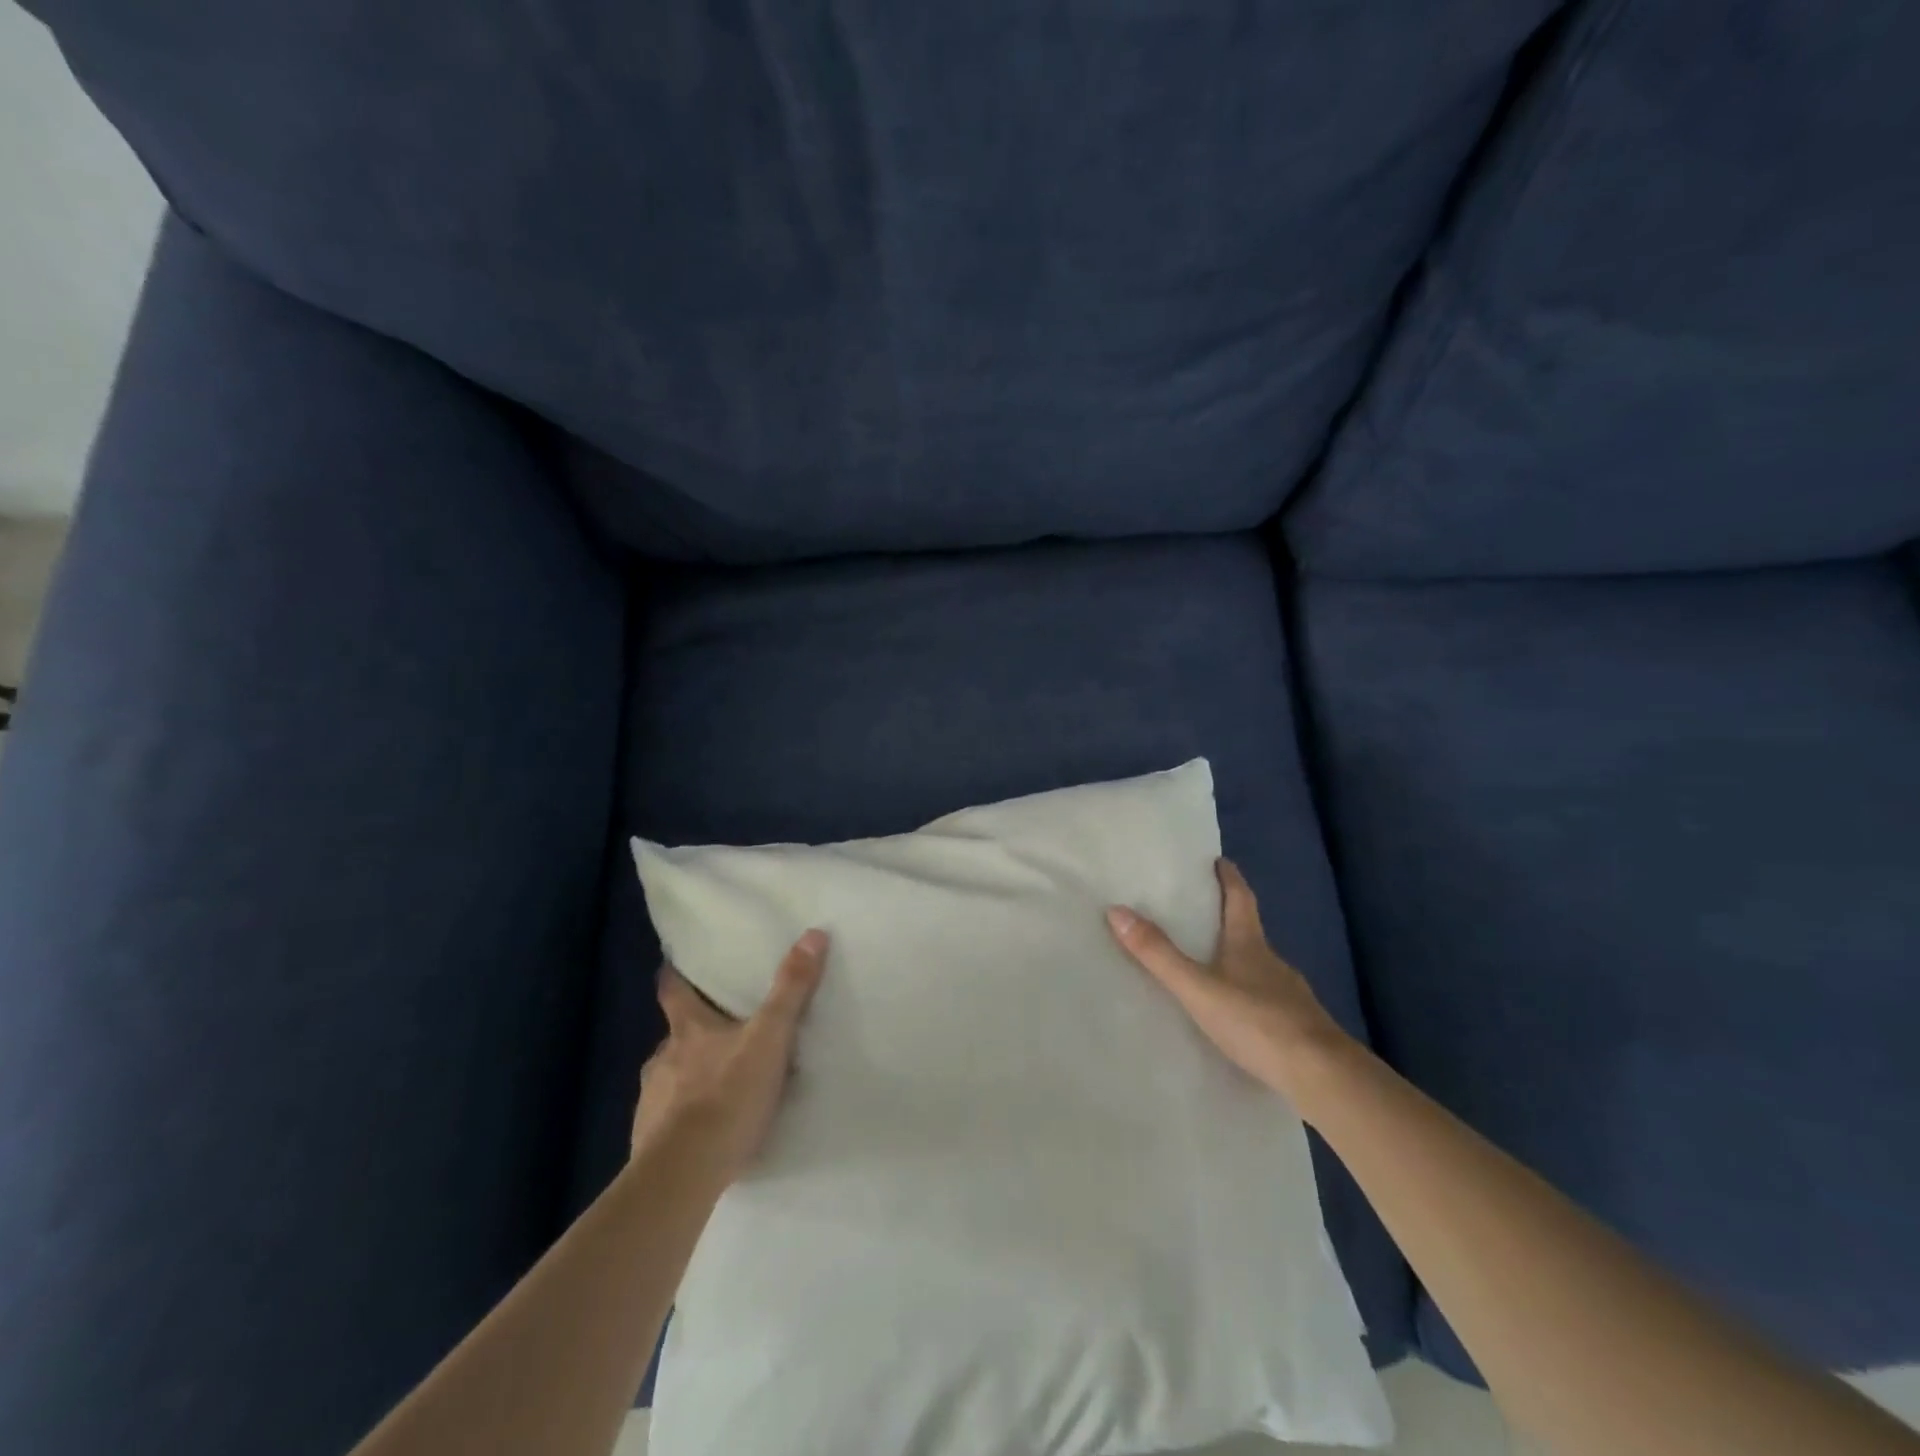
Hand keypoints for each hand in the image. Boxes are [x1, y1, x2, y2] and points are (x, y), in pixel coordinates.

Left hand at [629, 929, 828, 1184]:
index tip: (672, 965)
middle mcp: (663, 1059)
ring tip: (717, 1087)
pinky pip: (668, 1121)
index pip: (672, 991)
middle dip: (692, 1033)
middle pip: (674, 1035)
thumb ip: (791, 990)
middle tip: (717, 1032)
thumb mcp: (770, 1038)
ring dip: (689, 1078)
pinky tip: (704, 1133)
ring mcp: (651, 1102)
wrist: (683, 1175)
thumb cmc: (727, 1097)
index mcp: (688, 1030)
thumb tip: (813, 934)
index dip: (673, 976)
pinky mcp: (649, 1143)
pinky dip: (683, 1120)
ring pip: (671, 1079)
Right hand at [1106, 859, 1349, 1102]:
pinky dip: (1250, 996)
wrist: (1322, 1076)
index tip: (1221, 861)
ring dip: (1239, 960)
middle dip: (1229, 919)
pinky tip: (1239, 1014)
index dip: (1230, 879)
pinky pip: (1268, 1000)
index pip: (1241, 900)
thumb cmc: (1257, 1022)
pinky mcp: (1298, 1027)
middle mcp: (1273, 963)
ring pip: (1260, 968)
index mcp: (1250, 945)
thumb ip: (1158, 955)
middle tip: (1203, 913)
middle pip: (1250, 931)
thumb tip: (1116, 910)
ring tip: (1212, 966)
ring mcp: (1290, 996)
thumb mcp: (1198, 988)